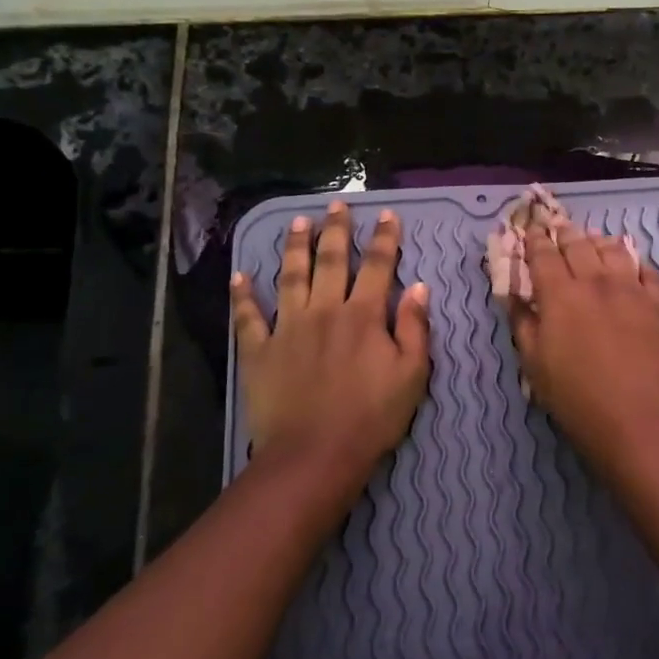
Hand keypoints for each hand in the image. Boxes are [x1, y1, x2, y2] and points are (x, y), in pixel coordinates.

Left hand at [231, 201, 430, 479]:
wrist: (315, 454)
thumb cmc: (372, 417)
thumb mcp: (412, 374)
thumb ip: (415, 328)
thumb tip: (419, 287)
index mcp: (364, 315)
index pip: (377, 266)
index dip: (384, 238)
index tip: (387, 214)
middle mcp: (325, 310)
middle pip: (331, 260)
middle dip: (336, 230)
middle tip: (335, 205)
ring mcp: (288, 328)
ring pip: (290, 276)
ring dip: (294, 246)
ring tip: (297, 222)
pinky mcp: (259, 351)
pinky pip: (248, 317)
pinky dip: (243, 296)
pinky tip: (240, 276)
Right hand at [507, 225, 658, 473]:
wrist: (636, 419)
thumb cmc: (575, 397)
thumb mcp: (534, 365)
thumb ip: (523, 324)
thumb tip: (515, 298)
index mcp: (560, 294)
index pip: (543, 255)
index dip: (534, 241)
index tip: (530, 231)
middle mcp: (596, 281)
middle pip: (578, 245)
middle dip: (565, 234)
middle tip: (558, 229)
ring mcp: (632, 289)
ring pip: (614, 250)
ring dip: (598, 241)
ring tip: (593, 240)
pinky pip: (648, 270)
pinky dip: (635, 262)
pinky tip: (631, 266)